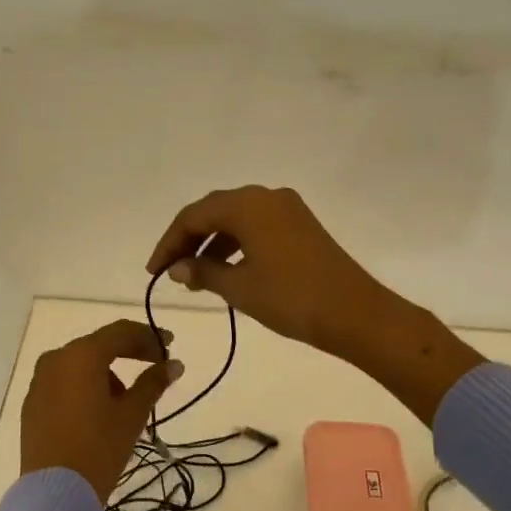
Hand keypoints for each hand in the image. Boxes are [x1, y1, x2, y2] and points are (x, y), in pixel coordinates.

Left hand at [20, 319, 184, 503]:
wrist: (54, 494)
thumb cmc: (99, 448)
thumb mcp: (132, 415)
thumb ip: (153, 383)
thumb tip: (175, 364)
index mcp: (81, 355)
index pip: (121, 333)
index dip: (148, 337)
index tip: (170, 345)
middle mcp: (56, 359)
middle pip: (99, 346)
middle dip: (129, 353)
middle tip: (155, 366)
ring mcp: (39, 380)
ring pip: (81, 364)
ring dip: (107, 373)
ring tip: (127, 400)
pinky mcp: (32, 403)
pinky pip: (64, 382)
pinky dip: (85, 386)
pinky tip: (98, 410)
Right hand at [145, 185, 392, 356]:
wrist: (356, 313)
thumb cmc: (291, 298)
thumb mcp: (239, 287)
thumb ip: (202, 271)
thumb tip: (177, 267)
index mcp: (247, 204)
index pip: (194, 216)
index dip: (169, 242)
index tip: (154, 271)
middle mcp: (266, 197)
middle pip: (214, 211)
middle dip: (188, 240)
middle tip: (170, 271)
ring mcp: (287, 209)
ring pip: (236, 219)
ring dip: (212, 243)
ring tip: (195, 276)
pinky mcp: (301, 225)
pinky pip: (256, 226)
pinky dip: (236, 244)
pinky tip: (227, 270)